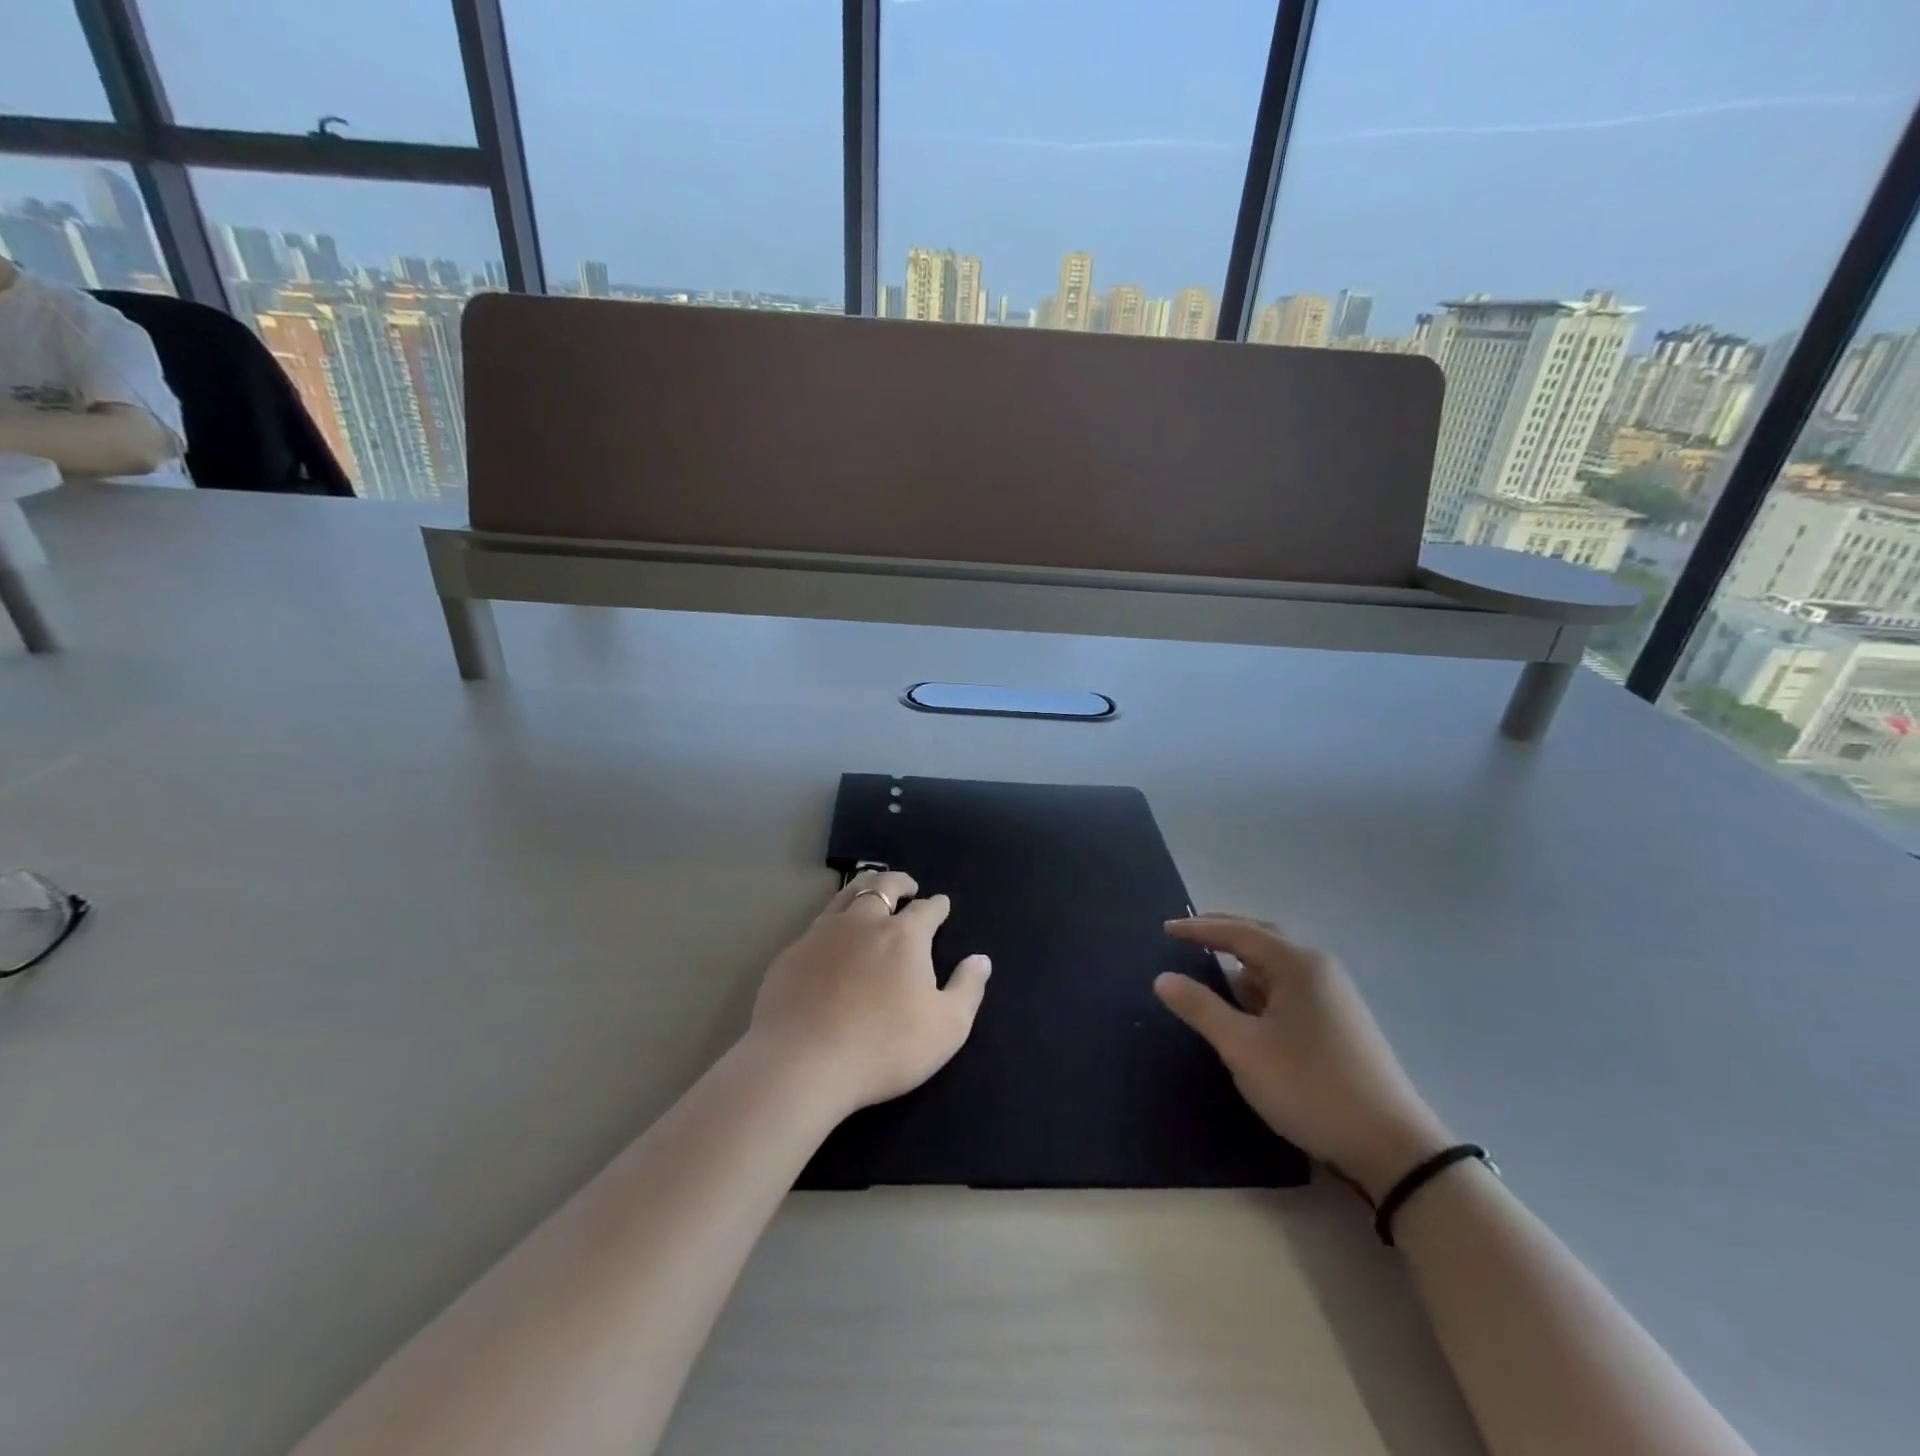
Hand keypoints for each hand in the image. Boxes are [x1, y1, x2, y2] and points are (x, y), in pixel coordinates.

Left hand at [745, 871, 991, 1118]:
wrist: (801, 1063)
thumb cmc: (883, 1047)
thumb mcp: (946, 1028)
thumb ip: (967, 989)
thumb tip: (981, 959)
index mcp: (904, 935)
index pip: (927, 909)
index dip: (937, 906)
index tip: (942, 904)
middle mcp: (864, 922)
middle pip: (883, 887)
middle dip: (900, 882)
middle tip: (907, 886)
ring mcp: (822, 933)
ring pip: (846, 895)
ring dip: (865, 888)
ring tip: (871, 891)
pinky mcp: (792, 953)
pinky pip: (818, 923)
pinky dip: (834, 920)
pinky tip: (832, 936)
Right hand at [1156, 915, 1451, 1200]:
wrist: (1392, 1147)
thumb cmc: (1310, 1087)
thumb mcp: (1243, 1048)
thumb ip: (1200, 1008)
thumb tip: (1163, 978)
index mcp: (1297, 964)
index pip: (1237, 932)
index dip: (1198, 929)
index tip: (1165, 929)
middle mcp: (1319, 968)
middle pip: (1261, 938)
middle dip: (1222, 936)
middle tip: (1185, 938)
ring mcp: (1334, 995)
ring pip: (1276, 967)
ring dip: (1242, 967)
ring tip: (1210, 978)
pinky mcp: (1340, 1021)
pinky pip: (1289, 988)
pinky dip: (1261, 990)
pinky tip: (1247, 1011)